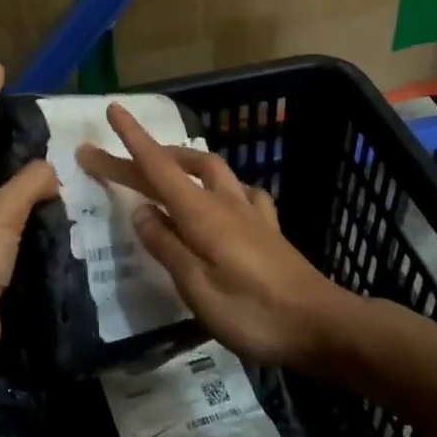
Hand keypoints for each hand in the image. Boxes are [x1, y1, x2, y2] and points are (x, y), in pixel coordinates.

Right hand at [77, 105, 361, 372]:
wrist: (324, 326)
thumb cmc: (255, 314)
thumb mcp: (198, 289)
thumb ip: (167, 247)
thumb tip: (140, 211)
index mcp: (202, 215)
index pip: (159, 167)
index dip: (132, 139)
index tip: (112, 110)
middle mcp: (226, 204)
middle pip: (179, 167)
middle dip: (143, 155)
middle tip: (111, 158)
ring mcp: (251, 214)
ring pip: (213, 170)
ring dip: (183, 161)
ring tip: (164, 167)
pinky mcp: (269, 230)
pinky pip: (242, 192)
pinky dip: (222, 185)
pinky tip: (223, 196)